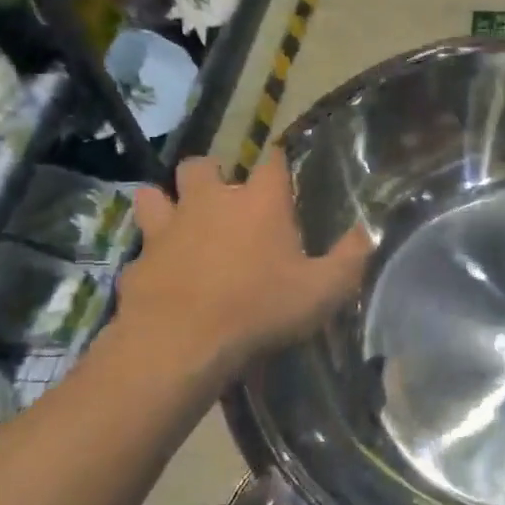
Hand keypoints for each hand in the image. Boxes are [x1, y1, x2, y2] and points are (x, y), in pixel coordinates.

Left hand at [119, 150, 371, 375]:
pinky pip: (141, 251)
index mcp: (259, 203)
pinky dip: (151, 259)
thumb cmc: (261, 309)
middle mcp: (209, 203)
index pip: (271, 161)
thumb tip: (366, 232)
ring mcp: (167, 230)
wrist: (182, 344)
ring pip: (154, 196)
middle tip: (224, 198)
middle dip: (211, 173)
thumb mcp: (324, 290)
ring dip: (165, 203)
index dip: (278, 161)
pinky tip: (161, 277)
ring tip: (180, 223)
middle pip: (201, 165)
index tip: (283, 172)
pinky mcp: (138, 263)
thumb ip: (350, 258)